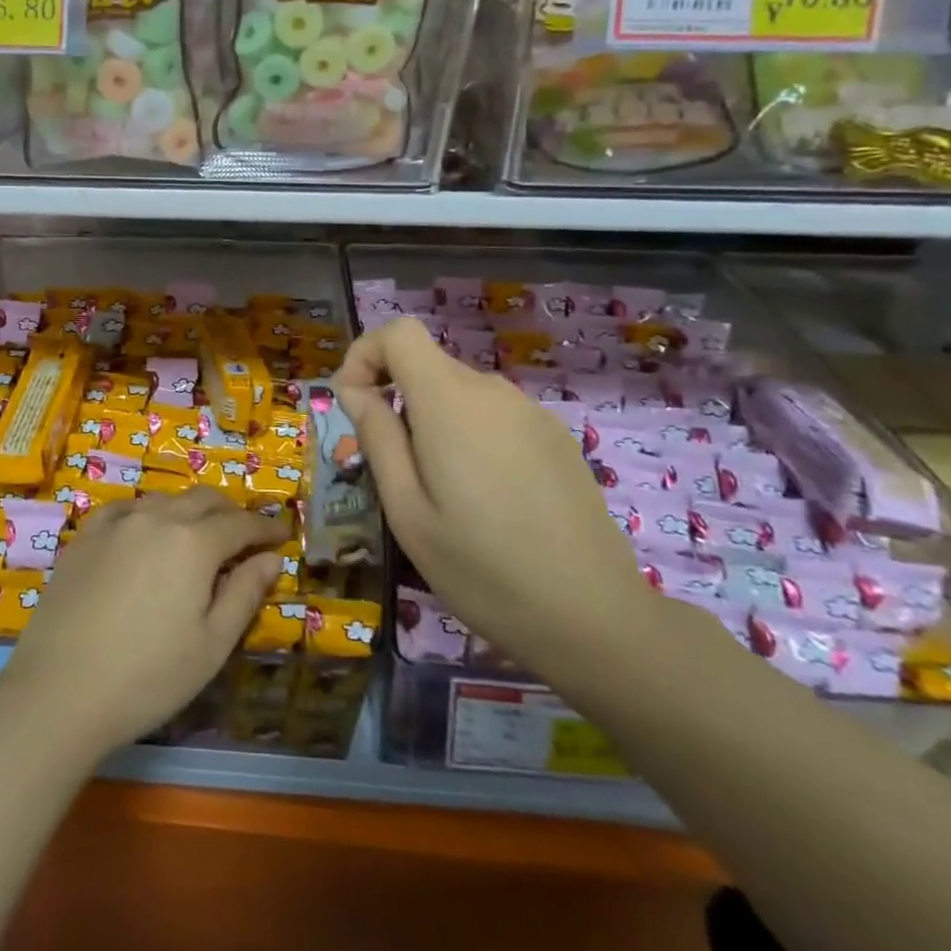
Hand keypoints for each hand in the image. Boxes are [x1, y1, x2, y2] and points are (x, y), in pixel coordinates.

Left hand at [0, 490, 285, 757]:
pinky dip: (148, 513)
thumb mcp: (211, 644)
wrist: (59, 691)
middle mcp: (157, 517)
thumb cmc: (148, 676)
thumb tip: (271, 559)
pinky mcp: (85, 535)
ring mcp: (116, 522)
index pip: (241, 525)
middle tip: (245, 536)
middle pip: (204, 500)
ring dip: (190, 511)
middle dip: (231, 513)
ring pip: (165, 500)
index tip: (282, 537)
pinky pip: (126, 508)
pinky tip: (146, 532)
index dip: (266, 529)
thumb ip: (245, 593)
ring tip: (198, 536)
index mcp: (194, 542)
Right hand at [334, 317, 653, 669]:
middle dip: (395, 400)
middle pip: (427, 364)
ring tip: (441, 495)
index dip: (366, 355)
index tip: (354, 408)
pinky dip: (470, 437)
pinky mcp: (555, 438)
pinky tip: (487, 500)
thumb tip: (353, 389)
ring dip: (432, 423)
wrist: (596, 618)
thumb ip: (377, 437)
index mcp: (450, 400)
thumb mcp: (406, 510)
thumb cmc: (482, 569)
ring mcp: (531, 412)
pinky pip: (494, 416)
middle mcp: (492, 391)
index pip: (400, 331)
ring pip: (459, 393)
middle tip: (393, 472)